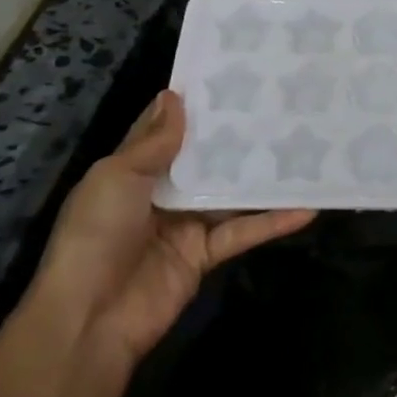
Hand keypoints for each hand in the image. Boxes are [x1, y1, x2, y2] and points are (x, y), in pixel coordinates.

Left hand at [23, 91, 314, 366]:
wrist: (88, 320)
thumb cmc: (96, 235)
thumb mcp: (116, 177)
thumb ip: (153, 142)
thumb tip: (173, 95)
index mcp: (133, 171)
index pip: (166, 130)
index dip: (193, 105)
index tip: (230, 77)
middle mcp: (162, 193)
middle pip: (206, 159)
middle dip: (236, 135)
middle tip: (280, 103)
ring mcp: (186, 224)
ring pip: (230, 192)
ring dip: (262, 175)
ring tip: (304, 145)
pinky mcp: (206, 255)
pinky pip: (243, 231)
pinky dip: (273, 221)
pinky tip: (308, 207)